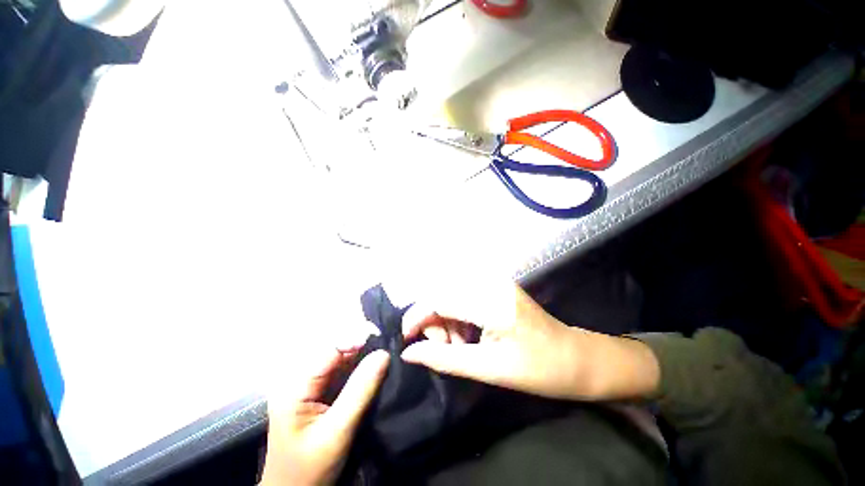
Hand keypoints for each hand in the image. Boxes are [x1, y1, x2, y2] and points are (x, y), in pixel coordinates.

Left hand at [260, 346, 389, 485]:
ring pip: (341, 362)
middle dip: (363, 347)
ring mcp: (310, 387)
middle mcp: (301, 379)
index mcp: (296, 385)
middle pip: (336, 352)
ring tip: (386, 356)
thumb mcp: (337, 431)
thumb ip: (360, 390)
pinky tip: (374, 370)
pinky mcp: (319, 395)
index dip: (357, 339)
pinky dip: (359, 371)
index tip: (384, 341)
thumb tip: (384, 353)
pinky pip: (342, 374)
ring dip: (363, 358)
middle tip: (389, 347)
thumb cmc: (309, 469)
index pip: (331, 349)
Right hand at [401, 284, 659, 401]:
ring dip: (445, 319)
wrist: (576, 357)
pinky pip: (462, 295)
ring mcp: (494, 281)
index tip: (407, 340)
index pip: (440, 299)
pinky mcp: (495, 286)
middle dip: (434, 321)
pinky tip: (467, 334)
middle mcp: (490, 282)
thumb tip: (409, 353)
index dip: (418, 316)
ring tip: (459, 345)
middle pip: (442, 292)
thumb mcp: (490, 369)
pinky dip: (456, 315)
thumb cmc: (540, 370)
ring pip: (450, 293)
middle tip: (446, 348)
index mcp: (492, 302)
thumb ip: (446, 359)